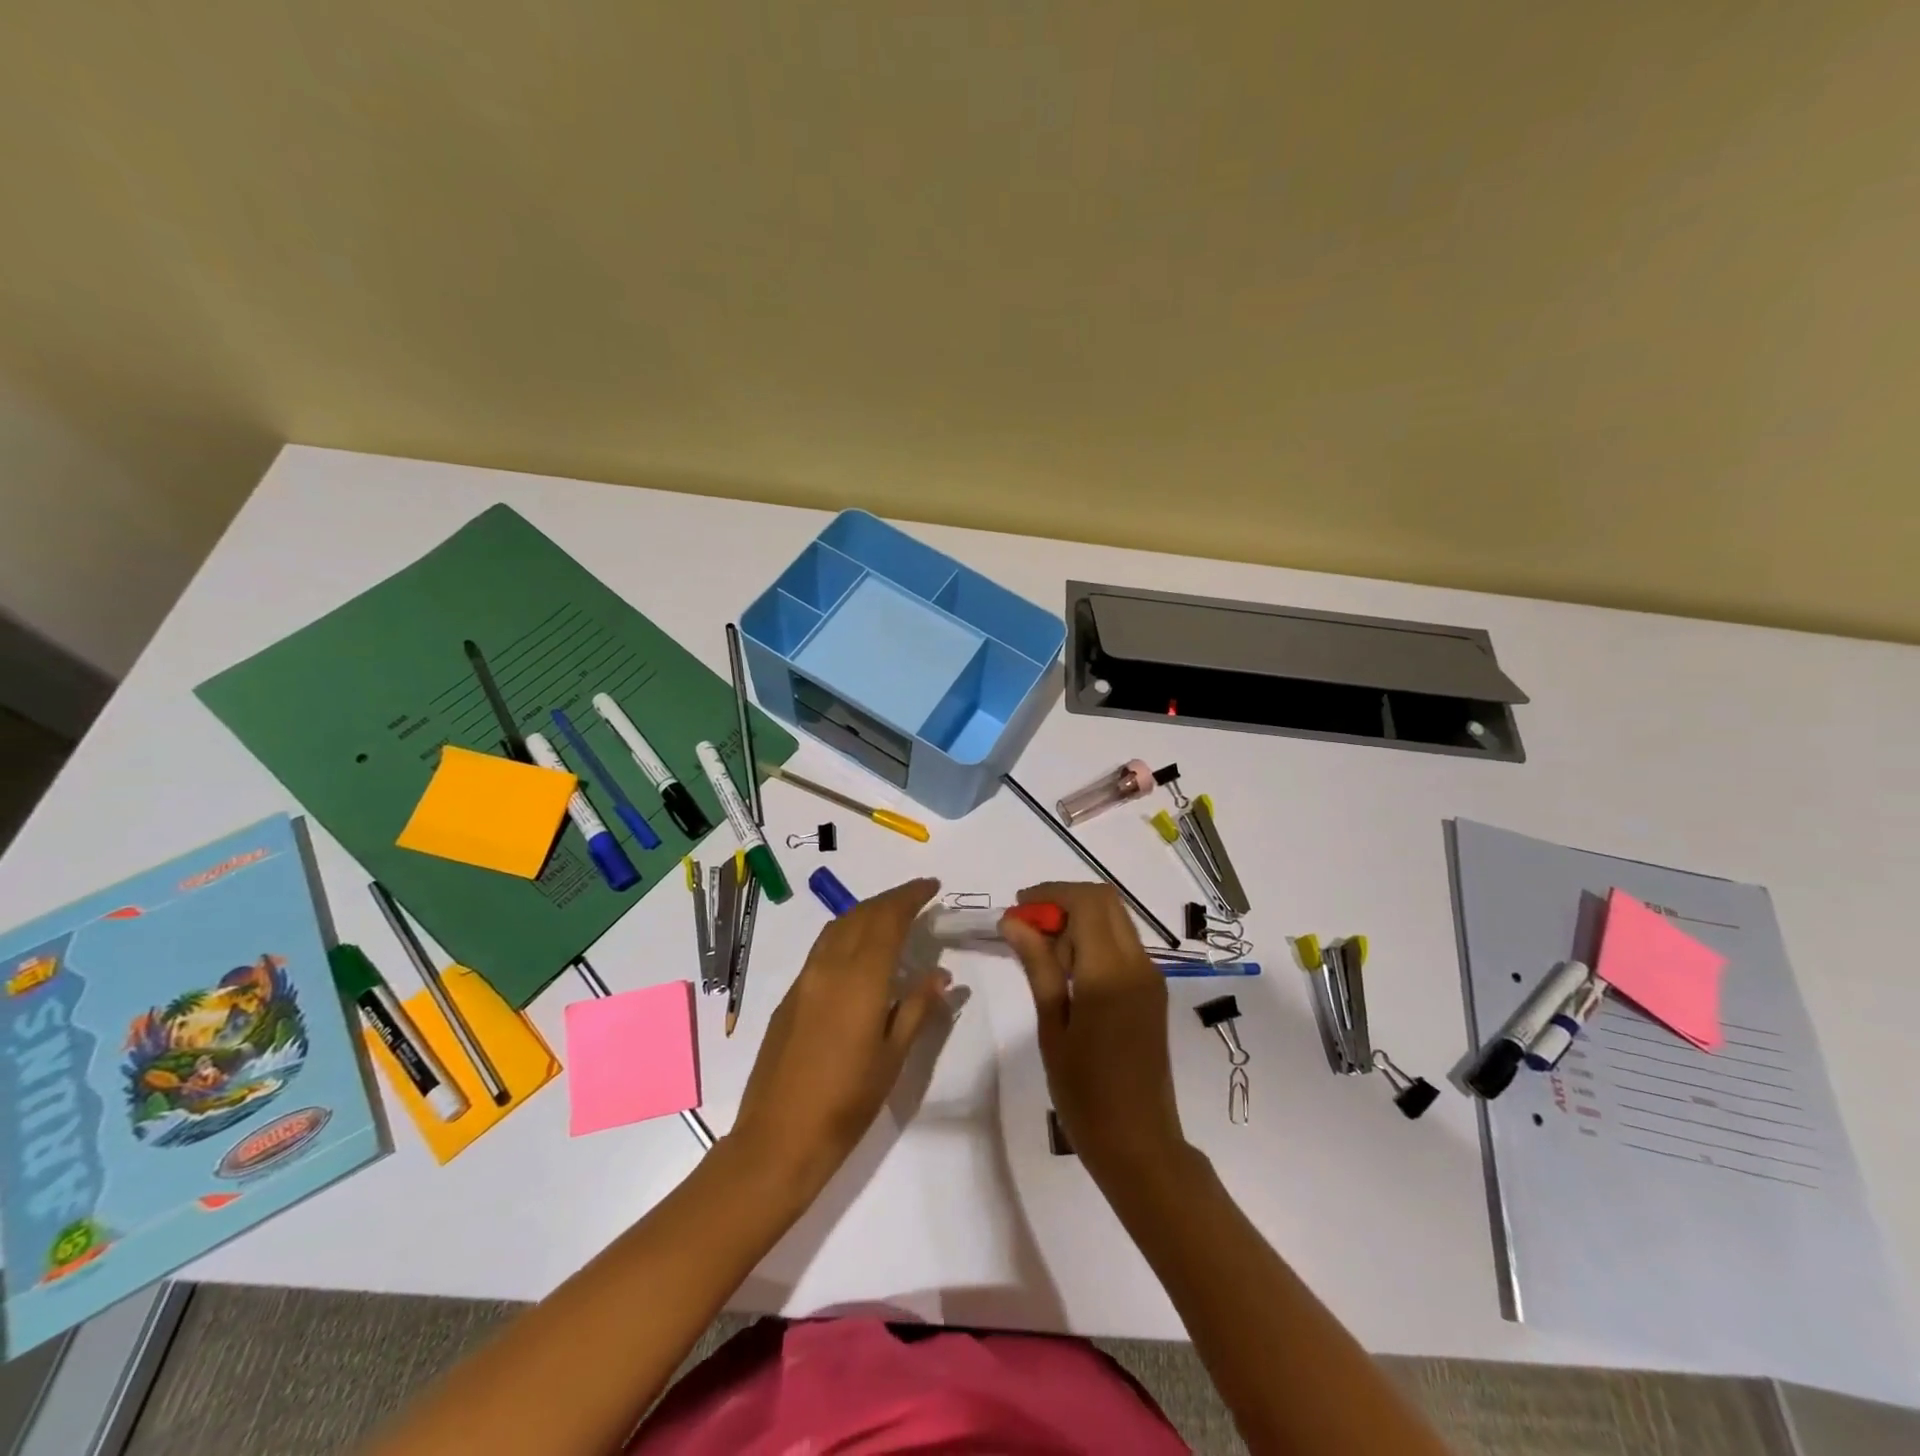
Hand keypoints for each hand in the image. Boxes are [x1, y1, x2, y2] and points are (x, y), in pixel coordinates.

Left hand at [729, 878, 948, 1195]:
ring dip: (867, 912)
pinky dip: (847, 933)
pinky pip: (823, 948)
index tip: (932, 887)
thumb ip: (916, 1008)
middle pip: (861, 914)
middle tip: (918, 897)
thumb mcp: (893, 1056)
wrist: (779, 1137)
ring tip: (892, 917)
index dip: (911, 897)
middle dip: (891, 899)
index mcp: (860, 978)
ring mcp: (804, 979)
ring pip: (838, 926)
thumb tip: (939, 974)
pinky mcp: (790, 996)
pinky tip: (859, 952)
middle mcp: (829, 967)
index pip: (888, 919)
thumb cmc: (847, 1101)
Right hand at [1000, 882, 1187, 1182]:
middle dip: (1064, 901)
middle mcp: (1138, 964)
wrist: (1139, 1143)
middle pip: (1105, 902)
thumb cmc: (1085, 1093)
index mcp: (1110, 972)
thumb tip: (1014, 921)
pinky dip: (1094, 941)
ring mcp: (1150, 977)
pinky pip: (1122, 945)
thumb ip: (1038, 966)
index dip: (1050, 894)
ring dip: (1079, 920)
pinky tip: (1068, 973)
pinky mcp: (1152, 991)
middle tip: (1028, 926)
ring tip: (1043, 955)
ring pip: (1115, 920)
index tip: (1017, 909)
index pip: (1086, 902)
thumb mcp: (1052, 1026)